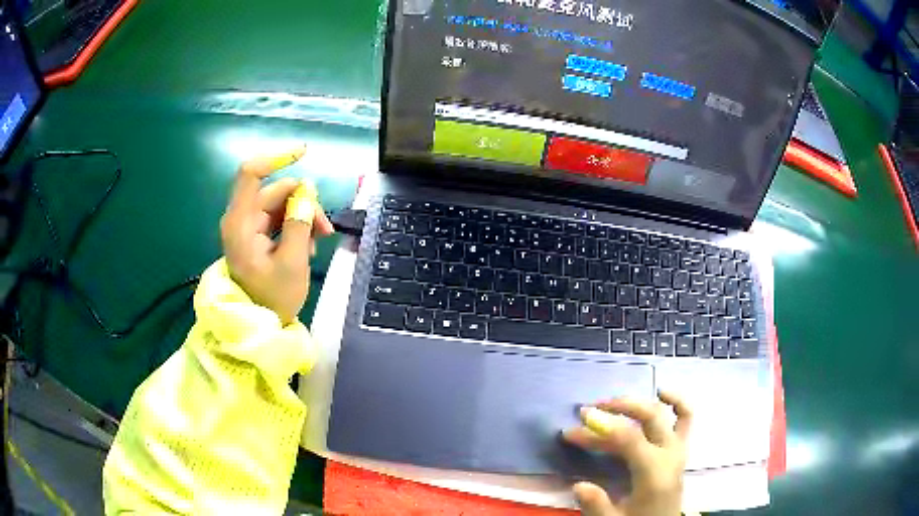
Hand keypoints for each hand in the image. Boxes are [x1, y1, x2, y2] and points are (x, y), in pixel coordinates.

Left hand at [220, 158, 333, 323]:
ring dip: (303, 217)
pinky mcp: (255, 234)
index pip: (250, 173)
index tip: (304, 153)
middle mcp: (240, 218)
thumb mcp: (293, 263)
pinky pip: (278, 217)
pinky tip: (307, 245)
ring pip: (281, 203)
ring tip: (317, 243)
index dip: (276, 157)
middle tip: (325, 229)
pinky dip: (295, 225)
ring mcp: (248, 226)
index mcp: (240, 223)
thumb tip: (308, 191)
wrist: (258, 324)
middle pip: (275, 191)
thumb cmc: (272, 298)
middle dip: (303, 204)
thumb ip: (300, 223)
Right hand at [563, 391, 691, 515]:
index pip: (631, 439)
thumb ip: (597, 505)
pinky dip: (677, 402)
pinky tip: (662, 392)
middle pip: (650, 417)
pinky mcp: (680, 450)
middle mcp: (670, 455)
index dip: (605, 426)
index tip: (581, 419)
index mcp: (654, 473)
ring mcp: (678, 450)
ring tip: (612, 400)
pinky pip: (685, 419)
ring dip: (639, 403)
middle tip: (590, 410)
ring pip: (667, 413)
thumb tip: (579, 485)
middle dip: (620, 408)